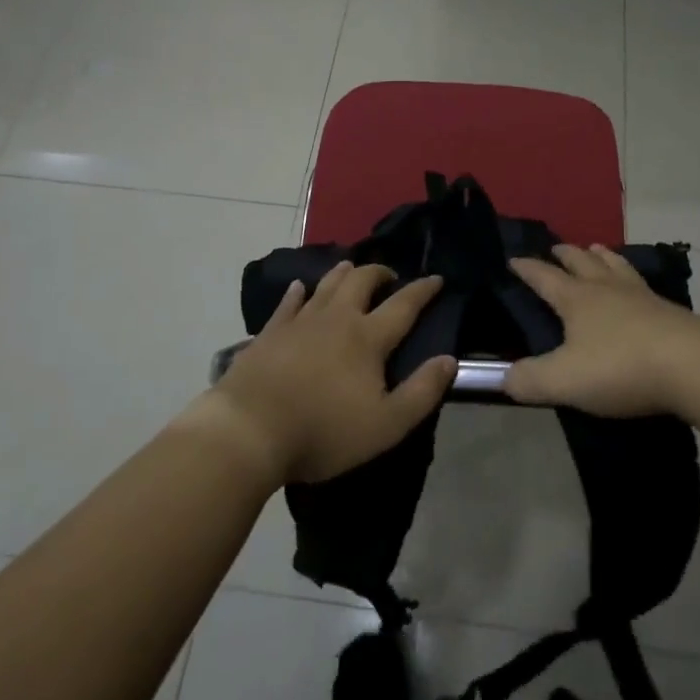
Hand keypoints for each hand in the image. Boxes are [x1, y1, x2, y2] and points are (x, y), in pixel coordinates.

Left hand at [208, 261, 453, 484]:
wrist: (250, 430)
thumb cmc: (323, 431)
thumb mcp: (385, 424)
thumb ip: (422, 392)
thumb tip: (449, 359)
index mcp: (368, 338)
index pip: (404, 305)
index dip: (423, 290)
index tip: (436, 278)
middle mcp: (337, 318)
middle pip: (361, 281)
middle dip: (380, 273)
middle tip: (390, 276)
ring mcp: (300, 321)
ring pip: (327, 284)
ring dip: (344, 272)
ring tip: (352, 268)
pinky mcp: (270, 332)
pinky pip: (289, 302)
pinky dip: (299, 291)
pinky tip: (300, 287)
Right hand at [505, 244, 699, 415]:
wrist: (693, 365)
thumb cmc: (620, 367)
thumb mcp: (564, 380)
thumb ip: (529, 380)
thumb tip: (503, 378)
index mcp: (577, 299)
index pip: (544, 277)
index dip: (527, 269)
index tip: (513, 259)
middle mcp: (607, 289)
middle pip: (583, 262)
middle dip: (566, 254)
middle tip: (557, 248)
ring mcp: (641, 297)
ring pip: (616, 267)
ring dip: (602, 257)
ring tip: (597, 250)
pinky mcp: (670, 312)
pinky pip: (643, 284)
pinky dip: (631, 277)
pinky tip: (638, 286)